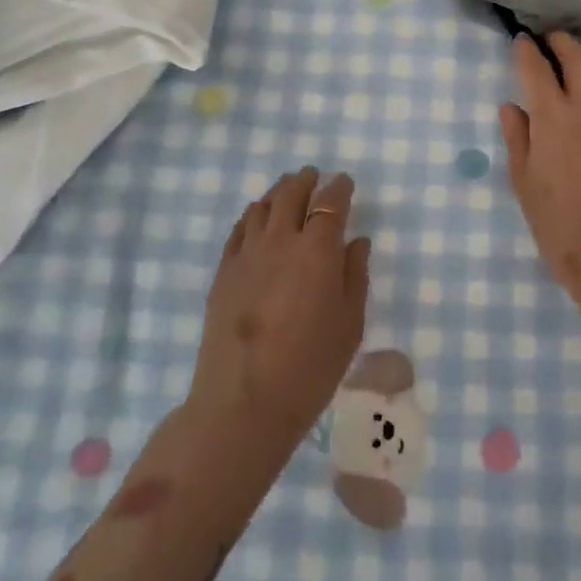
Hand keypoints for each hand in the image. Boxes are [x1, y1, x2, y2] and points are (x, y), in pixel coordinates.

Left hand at [190, 167, 371, 446]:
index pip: (330, 203)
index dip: (340, 188)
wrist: (243, 403)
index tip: (345, 183)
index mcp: (318, 250)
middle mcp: (281, 241)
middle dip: (306, 180)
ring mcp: (247, 254)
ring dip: (278, 192)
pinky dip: (253, 216)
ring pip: (262, 206)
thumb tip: (356, 241)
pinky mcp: (223, 272)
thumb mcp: (349, 325)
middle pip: (291, 193)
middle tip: (314, 176)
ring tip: (287, 191)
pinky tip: (257, 220)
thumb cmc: (310, 368)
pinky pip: (239, 229)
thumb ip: (355, 275)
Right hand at [498, 35, 580, 315]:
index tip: (521, 40)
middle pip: (577, 56)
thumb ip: (517, 137)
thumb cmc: (557, 223)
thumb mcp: (523, 182)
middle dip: (560, 42)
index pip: (537, 67)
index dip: (526, 50)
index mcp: (553, 116)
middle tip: (549, 42)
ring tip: (575, 62)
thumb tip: (511, 106)